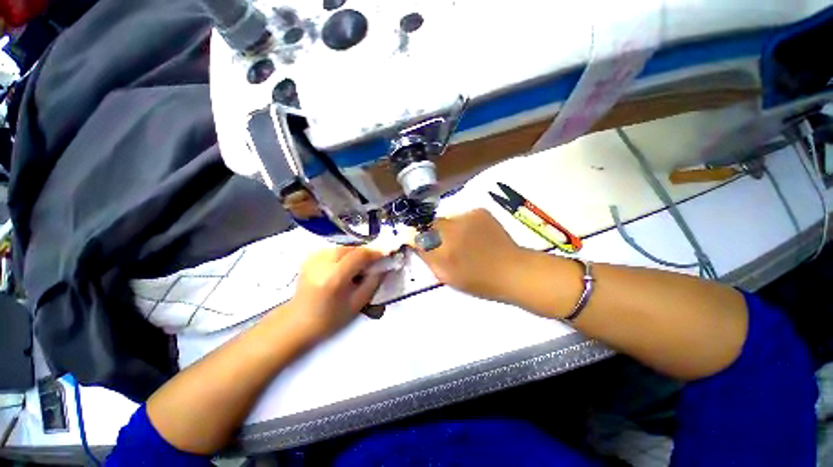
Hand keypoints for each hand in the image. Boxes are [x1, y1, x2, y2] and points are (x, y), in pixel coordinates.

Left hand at [284, 247, 383, 341]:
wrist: (297, 322)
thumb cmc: (330, 318)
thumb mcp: (358, 303)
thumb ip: (373, 282)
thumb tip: (384, 266)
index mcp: (334, 277)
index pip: (360, 255)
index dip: (375, 253)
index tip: (385, 256)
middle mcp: (322, 263)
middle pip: (351, 248)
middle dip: (365, 253)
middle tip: (372, 264)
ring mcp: (313, 258)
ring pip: (343, 247)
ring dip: (354, 254)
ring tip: (358, 267)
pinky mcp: (309, 257)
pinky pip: (334, 250)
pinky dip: (343, 255)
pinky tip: (343, 267)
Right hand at [410, 209, 526, 301]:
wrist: (512, 270)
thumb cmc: (478, 281)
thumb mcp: (446, 276)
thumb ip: (428, 258)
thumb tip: (416, 242)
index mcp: (443, 250)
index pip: (418, 236)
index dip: (418, 239)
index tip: (423, 244)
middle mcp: (452, 230)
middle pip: (431, 224)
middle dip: (433, 233)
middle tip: (446, 245)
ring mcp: (467, 217)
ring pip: (447, 219)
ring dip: (449, 228)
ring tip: (464, 241)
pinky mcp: (479, 211)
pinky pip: (461, 216)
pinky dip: (463, 224)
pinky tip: (475, 235)